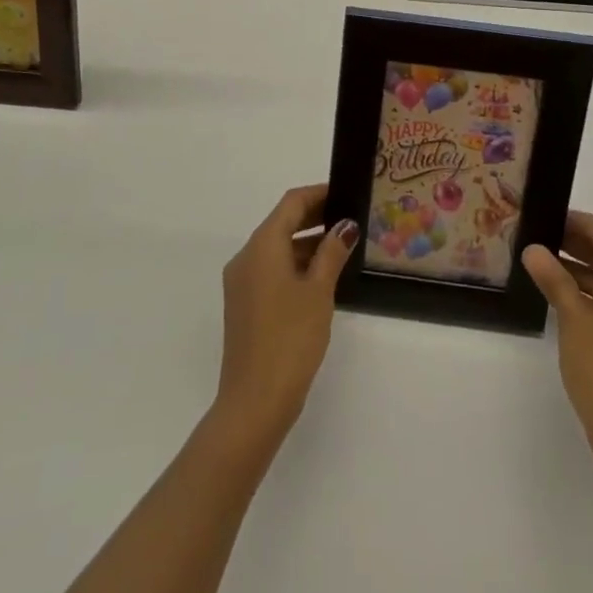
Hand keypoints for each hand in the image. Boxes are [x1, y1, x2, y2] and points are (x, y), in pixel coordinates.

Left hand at [213, 184, 357, 451]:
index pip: (291, 203)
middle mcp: (246, 257)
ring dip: (307, 242)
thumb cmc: (291, 338)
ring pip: (277, 248)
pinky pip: (271, 269)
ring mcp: (242, 282)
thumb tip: (345, 225)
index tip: (346, 193)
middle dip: (315, 217)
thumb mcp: (319, 291)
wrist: (255, 400)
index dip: (319, 194)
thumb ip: (332, 252)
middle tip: (350, 218)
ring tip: (343, 246)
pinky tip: (321, 276)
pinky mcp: (244, 304)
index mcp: (262, 246)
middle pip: (281, 222)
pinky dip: (295, 264)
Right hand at [524, 211, 592, 466]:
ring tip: (540, 266)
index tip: (543, 216)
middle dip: (574, 243)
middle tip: (536, 238)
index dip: (574, 220)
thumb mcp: (573, 320)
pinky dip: (589, 294)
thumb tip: (533, 249)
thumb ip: (554, 279)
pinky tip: (561, 299)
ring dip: (579, 269)